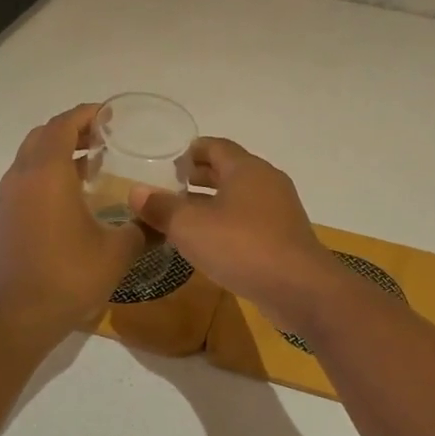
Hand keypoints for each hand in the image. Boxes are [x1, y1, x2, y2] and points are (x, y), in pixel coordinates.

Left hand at [0, 104, 144, 339]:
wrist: (15, 318)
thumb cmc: (68, 277)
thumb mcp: (117, 252)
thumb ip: (140, 229)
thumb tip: (159, 222)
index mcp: (47, 174)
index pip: (63, 125)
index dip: (87, 114)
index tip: (110, 116)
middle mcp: (20, 178)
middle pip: (42, 137)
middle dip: (71, 131)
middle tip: (101, 139)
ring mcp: (5, 201)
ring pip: (29, 161)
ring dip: (56, 156)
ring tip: (89, 169)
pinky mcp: (0, 223)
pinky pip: (23, 185)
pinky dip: (44, 180)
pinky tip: (69, 203)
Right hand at [128, 139, 339, 331]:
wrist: (299, 288)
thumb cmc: (242, 247)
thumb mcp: (190, 227)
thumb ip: (161, 208)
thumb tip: (135, 191)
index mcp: (246, 169)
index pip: (216, 146)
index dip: (191, 151)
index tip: (170, 162)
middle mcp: (267, 182)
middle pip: (229, 171)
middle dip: (200, 177)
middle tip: (171, 187)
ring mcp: (280, 211)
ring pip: (240, 198)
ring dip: (213, 203)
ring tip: (184, 216)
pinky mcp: (284, 238)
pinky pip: (250, 221)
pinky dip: (228, 223)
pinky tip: (210, 243)